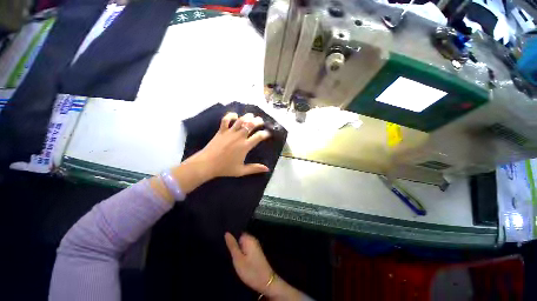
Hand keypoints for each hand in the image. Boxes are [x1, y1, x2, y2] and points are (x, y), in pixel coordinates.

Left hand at [189, 112, 271, 178]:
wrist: (207, 164)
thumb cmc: (225, 168)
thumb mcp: (241, 171)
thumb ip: (255, 168)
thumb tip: (267, 169)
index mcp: (245, 146)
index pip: (259, 136)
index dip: (265, 134)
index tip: (268, 133)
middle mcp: (239, 137)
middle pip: (251, 125)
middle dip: (258, 121)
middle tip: (261, 121)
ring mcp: (230, 132)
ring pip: (241, 120)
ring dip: (248, 116)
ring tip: (252, 115)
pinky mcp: (221, 131)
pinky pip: (226, 119)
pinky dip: (231, 115)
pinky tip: (235, 115)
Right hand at [225, 233, 304, 299]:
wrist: (266, 282)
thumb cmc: (250, 270)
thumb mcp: (238, 259)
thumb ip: (232, 245)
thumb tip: (227, 233)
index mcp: (249, 238)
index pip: (237, 232)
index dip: (231, 238)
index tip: (225, 245)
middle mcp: (253, 239)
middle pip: (240, 238)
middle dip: (234, 244)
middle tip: (229, 253)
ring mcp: (255, 246)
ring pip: (243, 244)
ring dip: (238, 249)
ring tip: (232, 257)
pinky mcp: (256, 252)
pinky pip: (246, 248)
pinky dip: (242, 252)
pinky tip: (239, 259)